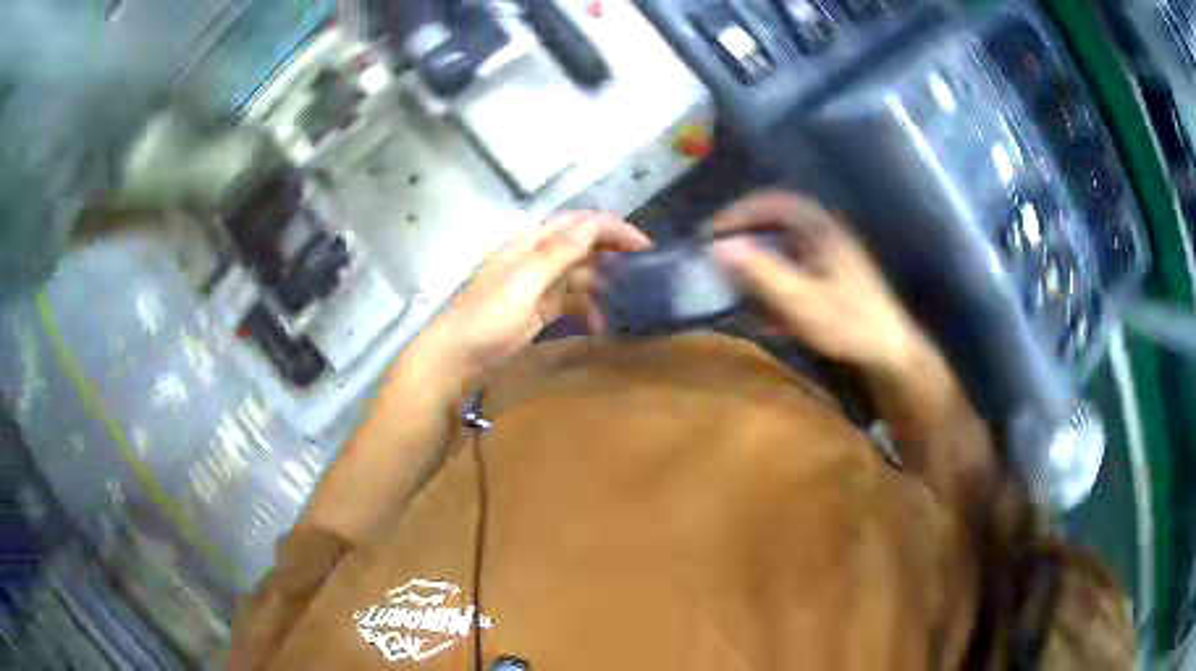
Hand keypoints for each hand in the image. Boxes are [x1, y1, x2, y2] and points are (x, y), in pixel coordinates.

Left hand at [423, 211, 650, 376]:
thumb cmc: (488, 317)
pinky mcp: (538, 309)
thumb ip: (558, 252)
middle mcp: (537, 257)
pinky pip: (571, 300)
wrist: (457, 357)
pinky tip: (599, 324)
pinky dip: (588, 308)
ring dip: (603, 283)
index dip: (614, 228)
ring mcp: (538, 284)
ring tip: (627, 299)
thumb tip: (595, 223)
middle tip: (645, 268)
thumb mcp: (524, 282)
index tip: (645, 247)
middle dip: (613, 251)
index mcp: (532, 242)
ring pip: (580, 273)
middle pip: (582, 243)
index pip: (580, 223)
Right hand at [711, 191, 925, 374]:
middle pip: (779, 222)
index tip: (712, 231)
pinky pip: (797, 269)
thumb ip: (759, 270)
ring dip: (759, 259)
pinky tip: (763, 309)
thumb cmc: (847, 322)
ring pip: (787, 247)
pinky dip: (776, 280)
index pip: (774, 203)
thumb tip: (718, 246)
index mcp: (820, 229)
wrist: (890, 352)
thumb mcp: (799, 298)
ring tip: (734, 278)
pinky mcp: (834, 280)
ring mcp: (832, 257)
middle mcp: (826, 235)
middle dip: (747, 235)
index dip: (740, 212)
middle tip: (718, 251)